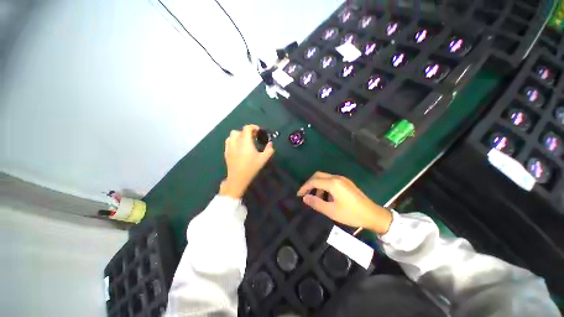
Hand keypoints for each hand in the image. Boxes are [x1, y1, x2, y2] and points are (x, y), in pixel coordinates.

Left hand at [219, 124, 274, 198]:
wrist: (238, 178)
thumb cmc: (251, 168)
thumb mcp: (263, 159)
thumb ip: (269, 150)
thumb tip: (271, 143)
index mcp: (245, 142)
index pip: (247, 128)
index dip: (253, 127)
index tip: (258, 131)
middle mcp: (236, 142)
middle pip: (239, 131)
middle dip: (246, 131)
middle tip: (253, 137)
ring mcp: (229, 147)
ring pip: (232, 135)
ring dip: (239, 135)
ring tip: (244, 141)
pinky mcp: (226, 152)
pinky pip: (228, 142)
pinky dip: (234, 141)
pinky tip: (238, 147)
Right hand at [297, 172, 391, 233]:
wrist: (373, 215)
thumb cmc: (351, 214)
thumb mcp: (331, 211)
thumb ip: (316, 203)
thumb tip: (305, 198)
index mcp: (333, 183)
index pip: (314, 181)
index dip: (304, 187)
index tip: (299, 195)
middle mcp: (337, 178)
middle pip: (318, 175)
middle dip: (310, 183)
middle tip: (305, 194)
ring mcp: (343, 179)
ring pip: (325, 177)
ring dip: (318, 185)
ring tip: (317, 198)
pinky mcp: (346, 182)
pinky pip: (331, 180)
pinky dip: (325, 186)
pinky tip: (327, 196)